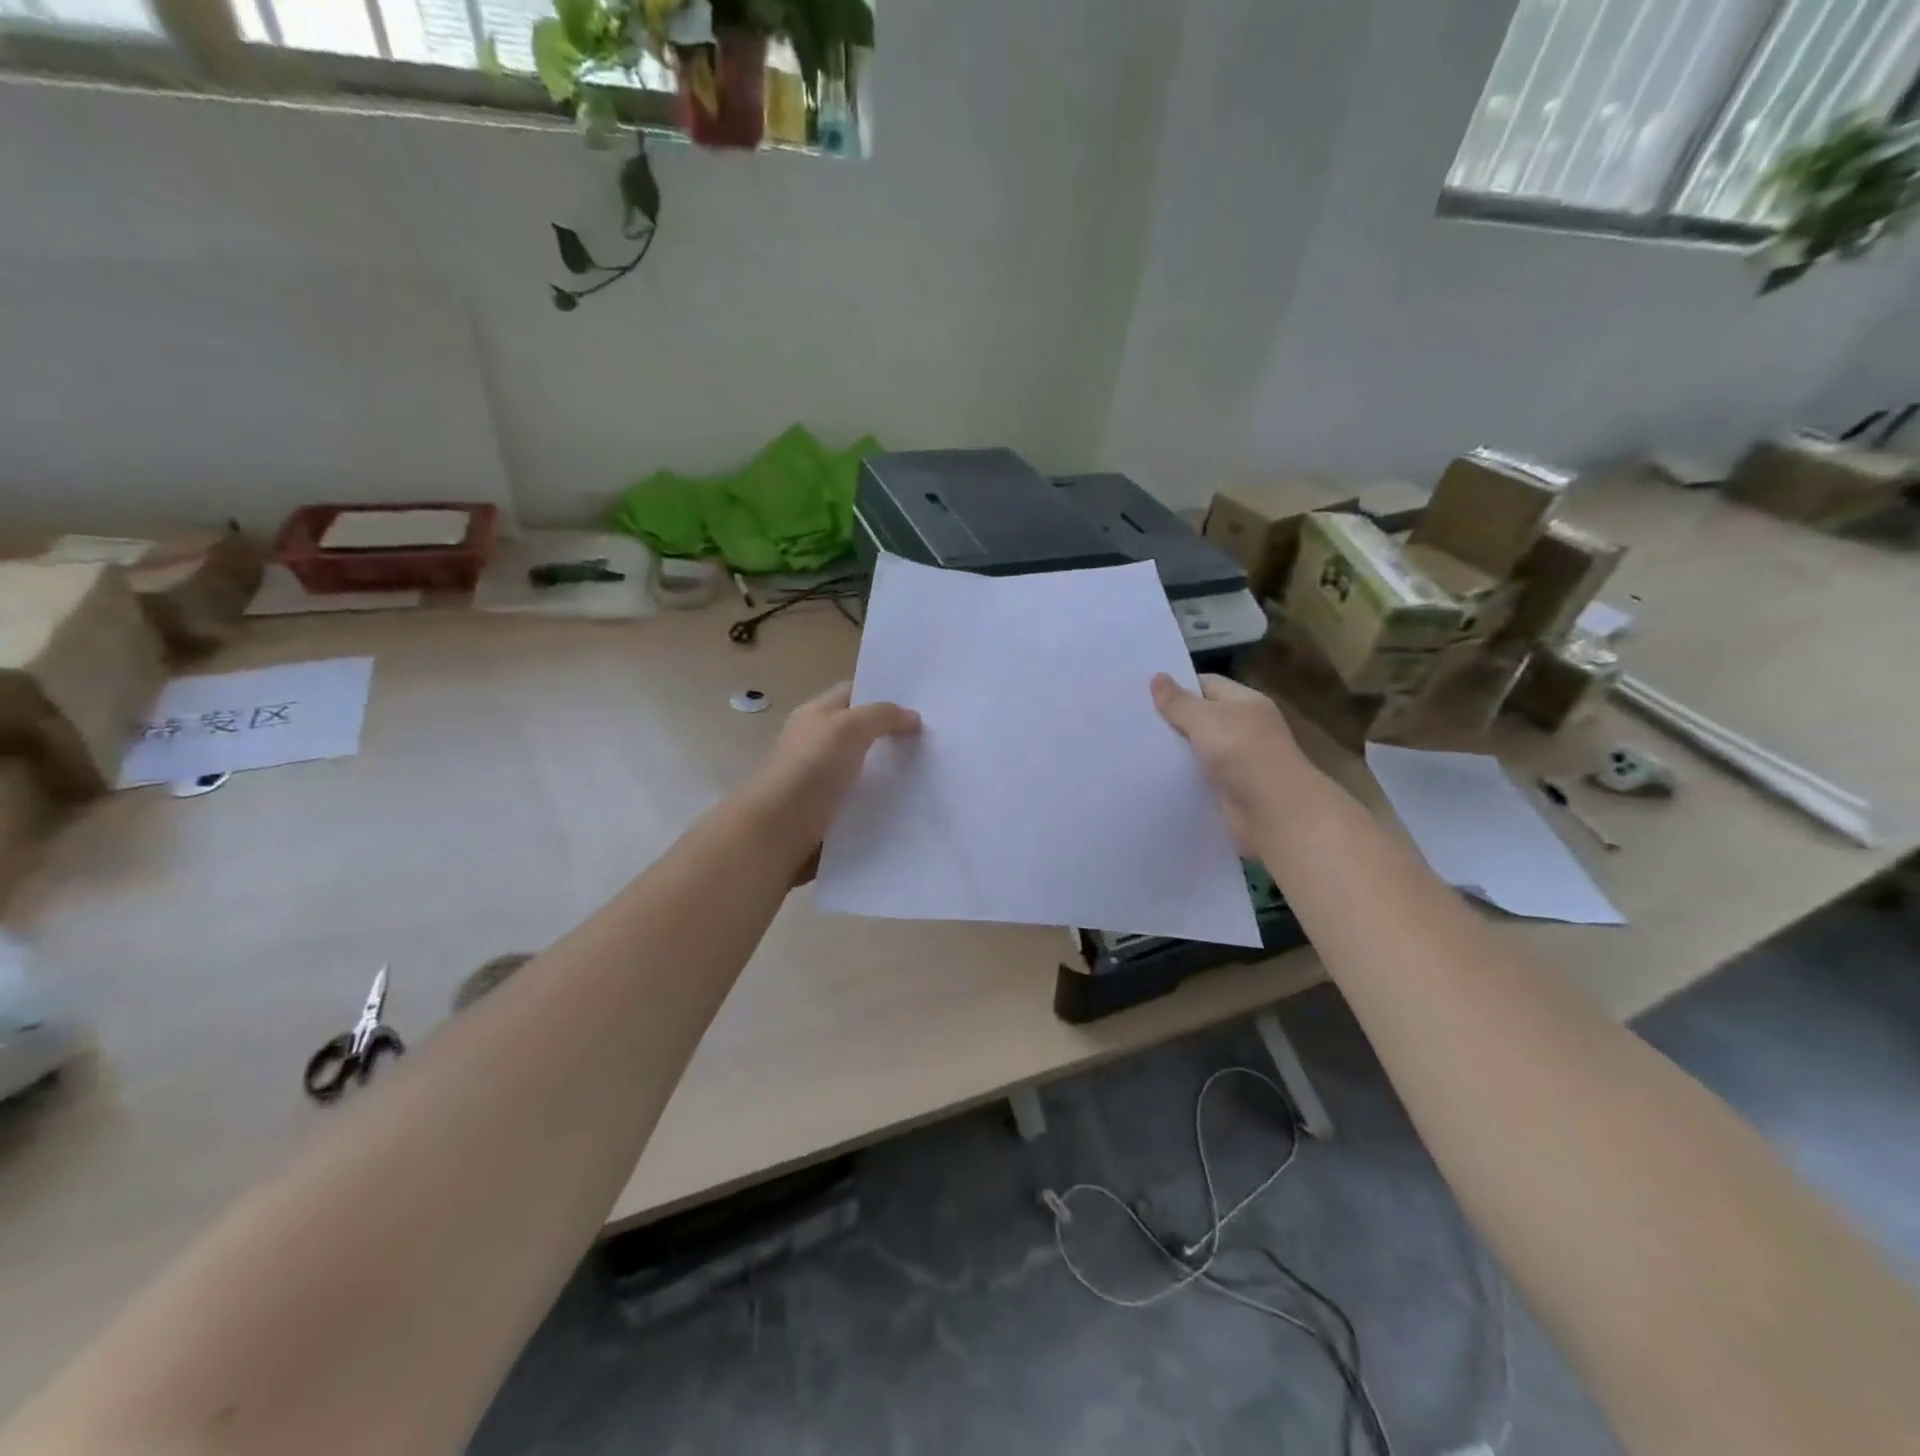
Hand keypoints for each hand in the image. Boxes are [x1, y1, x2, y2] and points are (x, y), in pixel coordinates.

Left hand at [743, 681, 920, 881]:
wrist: (774, 834)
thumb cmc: (809, 771)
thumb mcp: (848, 729)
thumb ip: (882, 716)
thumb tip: (912, 717)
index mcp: (815, 715)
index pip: (853, 692)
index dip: (884, 693)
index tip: (922, 703)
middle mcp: (815, 743)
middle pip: (860, 731)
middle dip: (893, 734)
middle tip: (935, 739)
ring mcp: (819, 780)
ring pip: (863, 769)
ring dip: (891, 771)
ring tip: (930, 772)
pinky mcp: (826, 813)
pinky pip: (859, 802)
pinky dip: (880, 803)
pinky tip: (908, 806)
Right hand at [1152, 673, 1313, 852]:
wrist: (1274, 811)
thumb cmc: (1242, 753)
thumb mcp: (1205, 719)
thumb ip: (1178, 702)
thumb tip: (1157, 677)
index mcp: (1245, 702)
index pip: (1207, 684)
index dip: (1177, 687)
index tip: (1143, 694)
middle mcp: (1245, 727)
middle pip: (1203, 716)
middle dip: (1173, 719)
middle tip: (1134, 721)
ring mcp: (1240, 760)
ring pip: (1200, 748)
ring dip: (1176, 750)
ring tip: (1137, 748)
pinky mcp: (1231, 788)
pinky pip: (1202, 775)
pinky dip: (1184, 775)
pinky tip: (1157, 776)